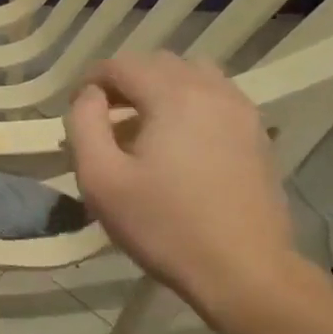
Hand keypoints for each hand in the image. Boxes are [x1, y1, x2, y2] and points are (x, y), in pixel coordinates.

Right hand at [65, 53, 299, 312]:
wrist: (243, 270)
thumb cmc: (163, 225)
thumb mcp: (100, 178)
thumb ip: (84, 124)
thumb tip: (88, 96)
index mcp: (173, 95)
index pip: (122, 64)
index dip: (91, 80)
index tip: (76, 110)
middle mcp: (212, 90)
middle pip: (159, 63)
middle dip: (125, 82)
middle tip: (102, 118)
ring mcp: (242, 111)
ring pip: (192, 76)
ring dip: (159, 90)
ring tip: (140, 127)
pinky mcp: (257, 135)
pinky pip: (215, 99)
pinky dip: (188, 105)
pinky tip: (176, 144)